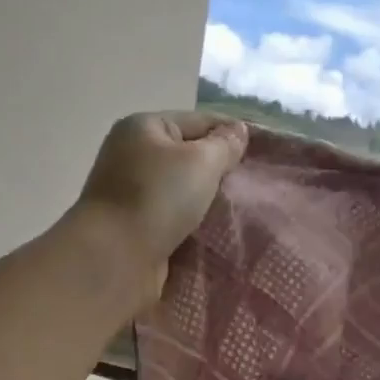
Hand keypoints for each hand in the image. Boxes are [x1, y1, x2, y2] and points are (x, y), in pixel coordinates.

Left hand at [72, 111, 247, 298]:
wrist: (115, 258)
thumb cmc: (157, 199)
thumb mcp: (200, 162)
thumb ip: (224, 144)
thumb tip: (238, 130)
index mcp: (144, 127)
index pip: (199, 121)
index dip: (232, 135)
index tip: (265, 154)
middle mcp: (133, 154)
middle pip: (189, 156)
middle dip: (220, 170)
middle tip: (255, 186)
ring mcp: (132, 192)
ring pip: (183, 189)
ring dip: (207, 200)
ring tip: (241, 210)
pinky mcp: (135, 225)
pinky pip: (174, 216)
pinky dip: (193, 222)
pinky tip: (217, 231)